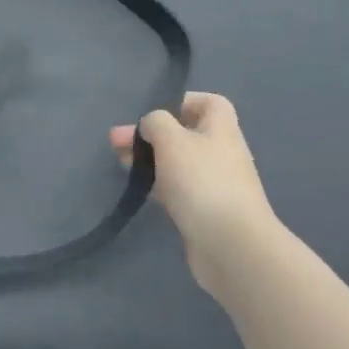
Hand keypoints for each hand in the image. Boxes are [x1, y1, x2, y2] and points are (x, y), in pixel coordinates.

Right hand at [111, 93, 282, 295]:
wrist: (232, 246)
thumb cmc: (202, 181)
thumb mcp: (172, 140)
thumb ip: (156, 123)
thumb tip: (151, 125)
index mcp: (221, 129)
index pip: (210, 103)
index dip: (184, 102)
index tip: (155, 112)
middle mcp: (222, 153)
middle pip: (186, 134)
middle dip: (151, 135)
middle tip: (116, 142)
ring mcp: (215, 185)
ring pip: (179, 164)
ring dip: (150, 160)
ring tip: (120, 164)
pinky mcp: (206, 213)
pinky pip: (179, 190)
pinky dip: (159, 186)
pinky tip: (139, 190)